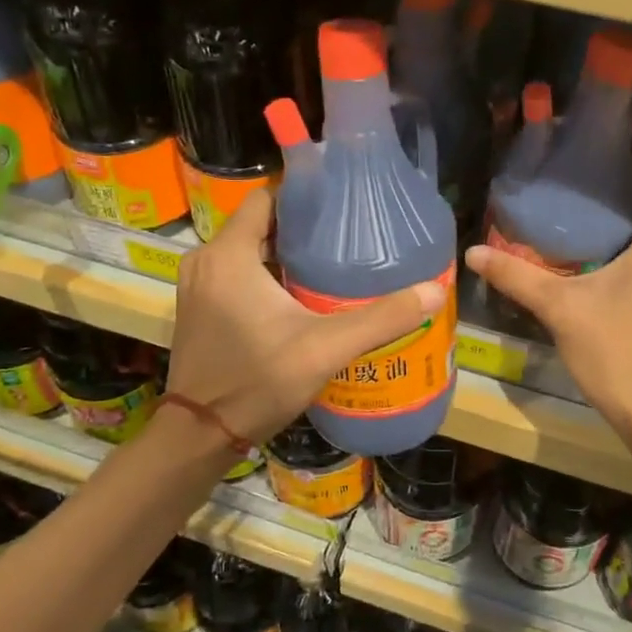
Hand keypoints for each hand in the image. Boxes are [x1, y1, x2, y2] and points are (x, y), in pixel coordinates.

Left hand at [166, 188, 447, 446]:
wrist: (200, 436)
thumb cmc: (257, 382)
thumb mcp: (325, 348)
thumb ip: (380, 319)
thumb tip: (434, 291)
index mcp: (229, 254)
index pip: (266, 198)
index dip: (303, 195)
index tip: (340, 202)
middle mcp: (206, 260)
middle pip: (260, 224)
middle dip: (301, 227)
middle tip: (347, 234)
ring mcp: (198, 285)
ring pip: (248, 250)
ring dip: (284, 253)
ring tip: (332, 261)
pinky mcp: (198, 307)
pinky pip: (236, 273)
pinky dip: (265, 274)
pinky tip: (301, 294)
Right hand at [465, 188, 631, 447]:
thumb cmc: (615, 348)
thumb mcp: (560, 307)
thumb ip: (517, 275)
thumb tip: (472, 251)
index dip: (631, 172)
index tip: (595, 168)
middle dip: (615, 208)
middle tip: (572, 199)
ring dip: (623, 238)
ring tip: (579, 228)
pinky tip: (598, 268)